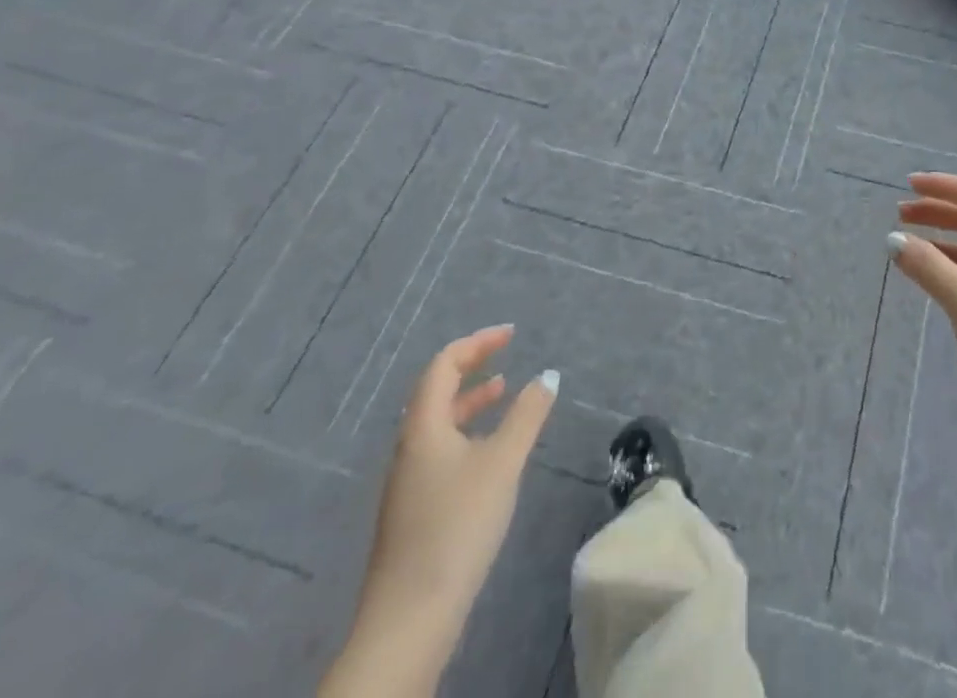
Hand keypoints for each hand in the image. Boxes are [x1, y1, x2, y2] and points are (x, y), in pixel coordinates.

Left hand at [342, 326, 556, 681]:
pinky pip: (440, 449)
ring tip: (503, 393)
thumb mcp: (502, 463)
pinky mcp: (414, 511)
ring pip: (439, 423)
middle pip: (436, 391)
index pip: (443, 365)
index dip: (477, 344)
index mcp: (423, 427)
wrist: (408, 621)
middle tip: (507, 355)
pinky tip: (490, 453)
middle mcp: (409, 447)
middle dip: (472, 367)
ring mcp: (408, 482)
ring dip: (470, 401)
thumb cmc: (457, 527)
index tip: (511, 335)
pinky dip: (467, 432)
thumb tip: (548, 375)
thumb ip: (527, 415)